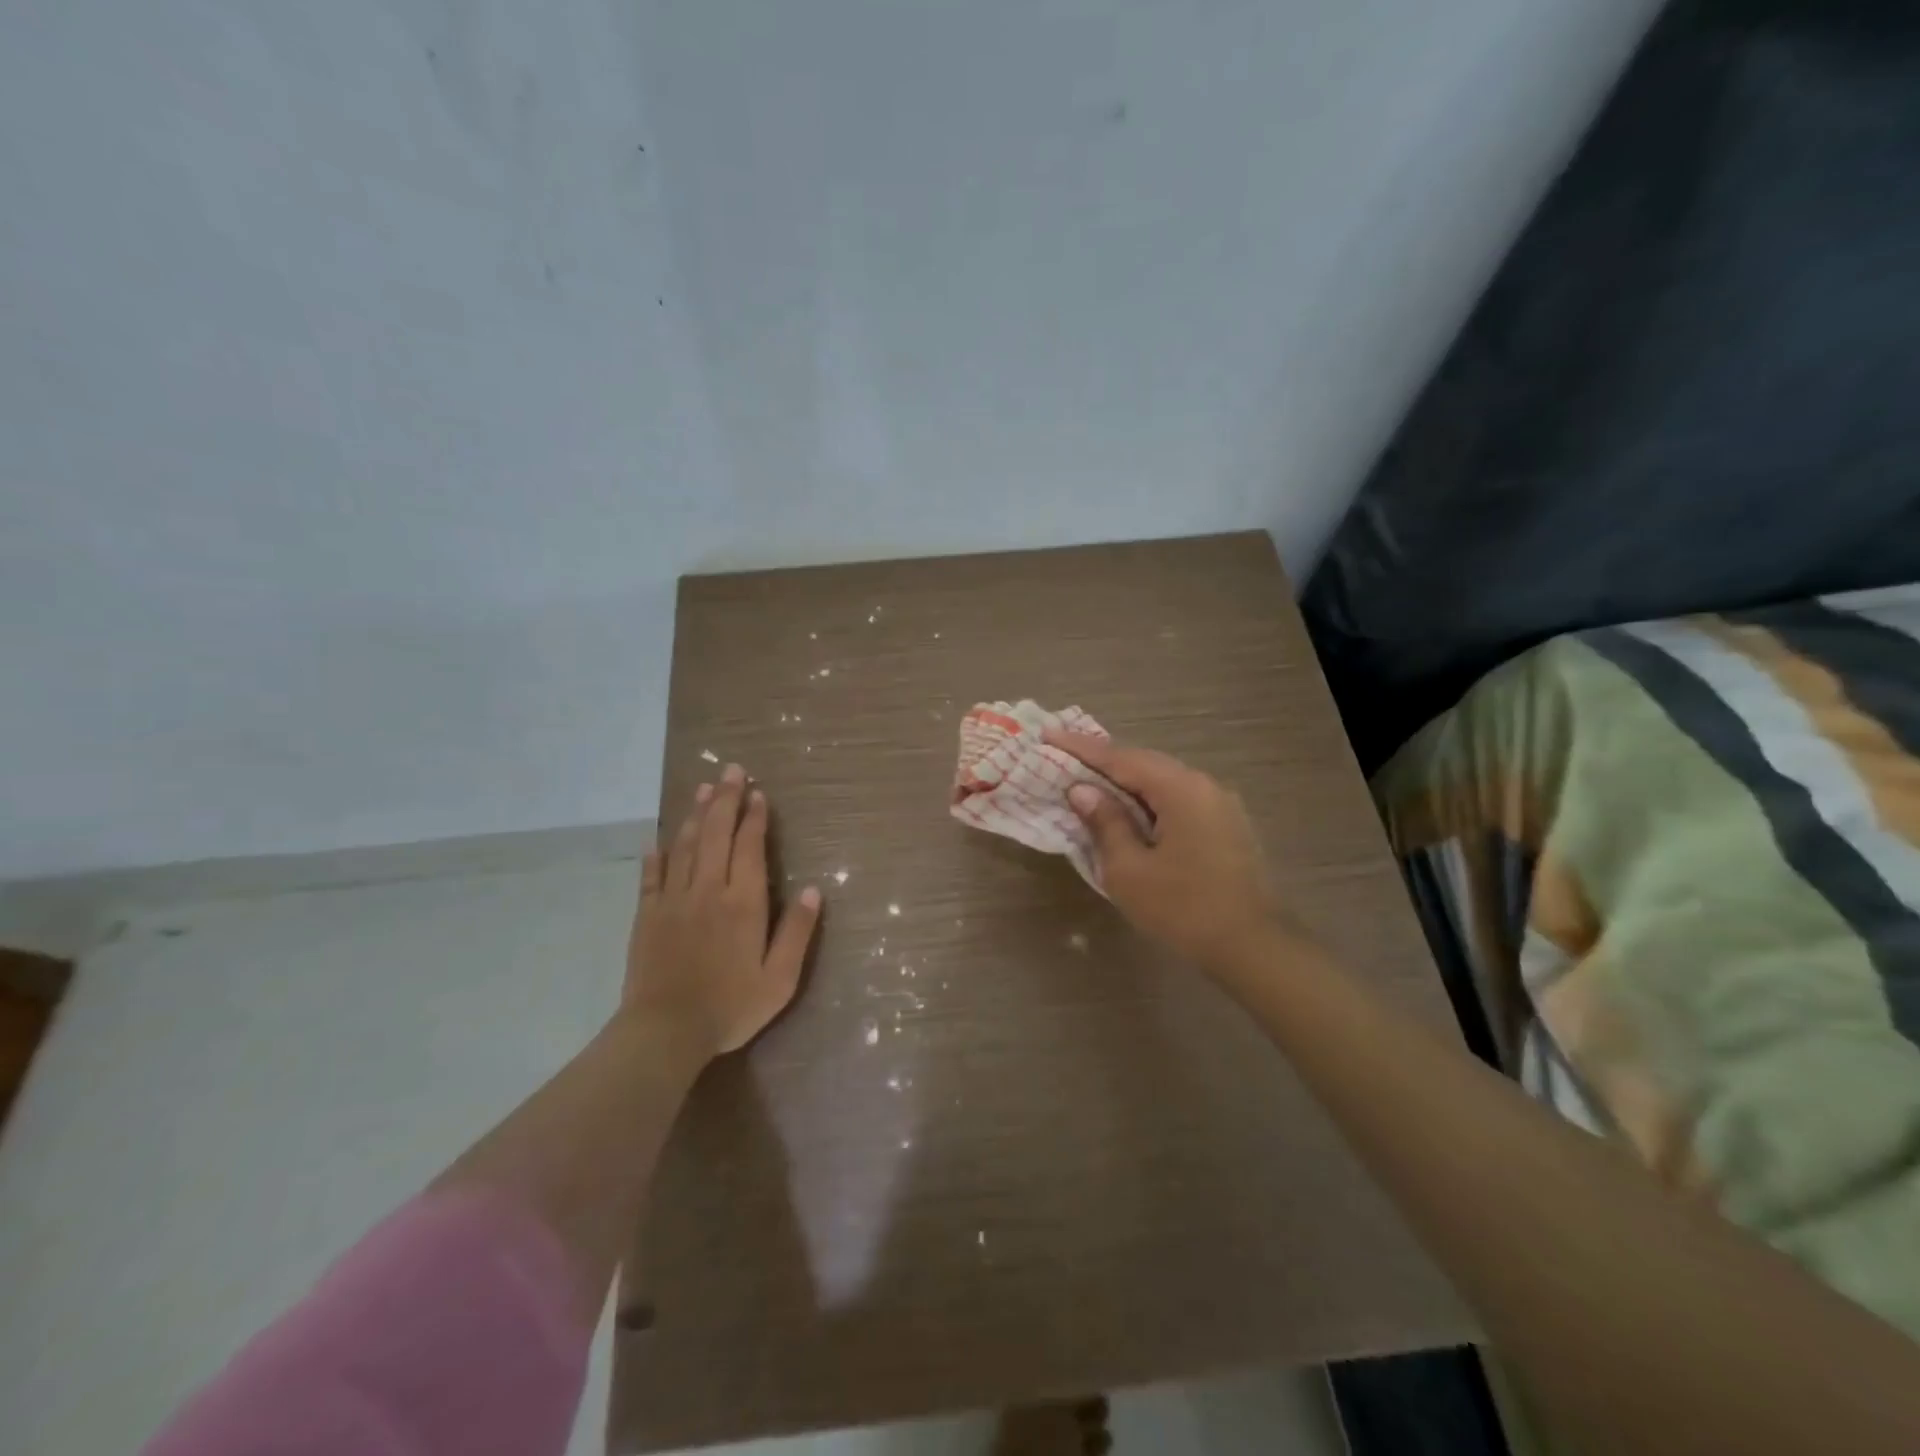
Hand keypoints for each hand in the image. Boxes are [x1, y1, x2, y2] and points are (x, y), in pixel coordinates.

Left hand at [625, 763, 821, 1057]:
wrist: (665, 1032)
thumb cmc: (730, 1007)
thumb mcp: (779, 978)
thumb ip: (797, 932)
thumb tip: (815, 891)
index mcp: (743, 902)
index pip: (749, 847)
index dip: (755, 817)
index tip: (758, 793)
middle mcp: (708, 890)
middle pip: (717, 834)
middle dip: (726, 799)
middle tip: (731, 770)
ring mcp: (673, 900)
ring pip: (686, 846)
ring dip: (696, 815)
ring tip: (703, 789)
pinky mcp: (647, 916)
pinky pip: (652, 876)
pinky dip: (656, 855)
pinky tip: (658, 840)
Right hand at [1044, 729, 1287, 972]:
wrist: (1253, 947)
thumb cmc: (1183, 908)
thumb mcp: (1129, 869)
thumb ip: (1105, 823)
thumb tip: (1082, 791)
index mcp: (1180, 788)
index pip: (1120, 758)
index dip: (1080, 748)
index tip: (1048, 734)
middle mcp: (1204, 785)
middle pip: (1144, 764)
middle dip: (1102, 761)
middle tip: (1063, 756)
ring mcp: (1220, 805)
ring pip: (1162, 782)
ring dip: (1125, 782)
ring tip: (1089, 780)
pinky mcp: (1226, 826)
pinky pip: (1177, 800)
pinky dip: (1147, 800)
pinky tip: (1129, 810)